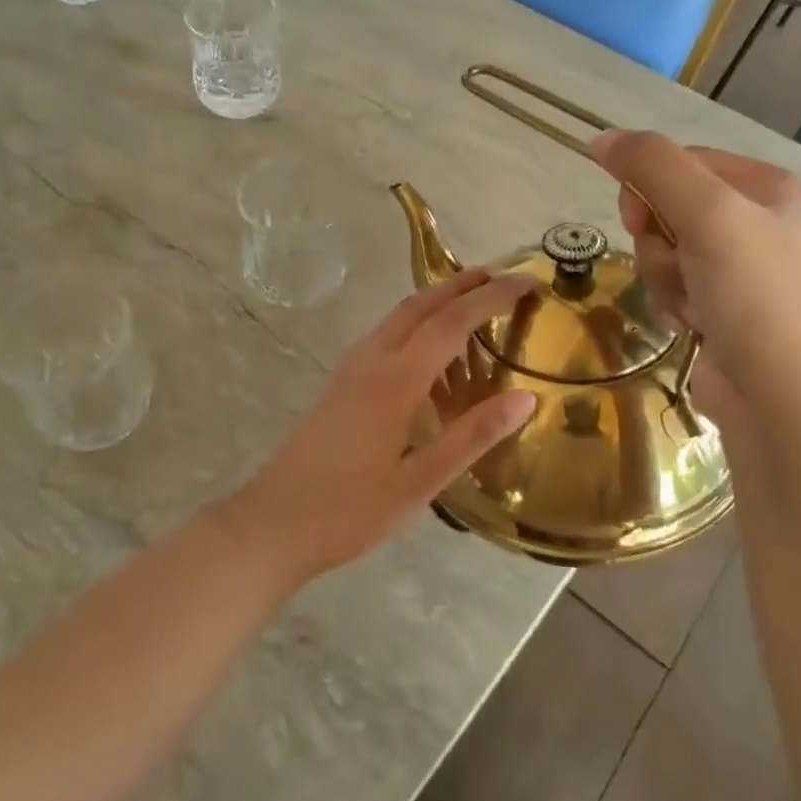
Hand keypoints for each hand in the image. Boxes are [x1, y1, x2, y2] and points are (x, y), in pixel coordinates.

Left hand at [220, 268, 538, 585]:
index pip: (451, 322)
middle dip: (462, 285)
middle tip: (501, 277)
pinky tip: (430, 356)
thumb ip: (471, 436)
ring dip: (436, 302)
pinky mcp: (340, 386)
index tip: (528, 280)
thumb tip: (525, 397)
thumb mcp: (419, 482)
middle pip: (420, 306)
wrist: (272, 523)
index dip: (492, 297)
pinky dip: (416, 327)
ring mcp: (350, 371)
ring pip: (398, 319)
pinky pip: (385, 338)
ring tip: (474, 308)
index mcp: (395, 380)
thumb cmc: (349, 510)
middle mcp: (370, 362)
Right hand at [589, 131, 800, 427]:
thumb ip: (653, 167)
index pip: (683, 161)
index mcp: (769, 187)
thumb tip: (601, 138)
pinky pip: (673, 285)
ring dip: (663, 276)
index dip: (650, 187)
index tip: (641, 218)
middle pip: (668, 206)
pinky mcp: (724, 308)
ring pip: (664, 249)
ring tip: (691, 304)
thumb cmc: (755, 295)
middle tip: (676, 263)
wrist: (783, 397)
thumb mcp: (708, 214)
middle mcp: (759, 222)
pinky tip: (692, 324)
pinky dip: (672, 303)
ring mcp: (742, 269)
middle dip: (658, 239)